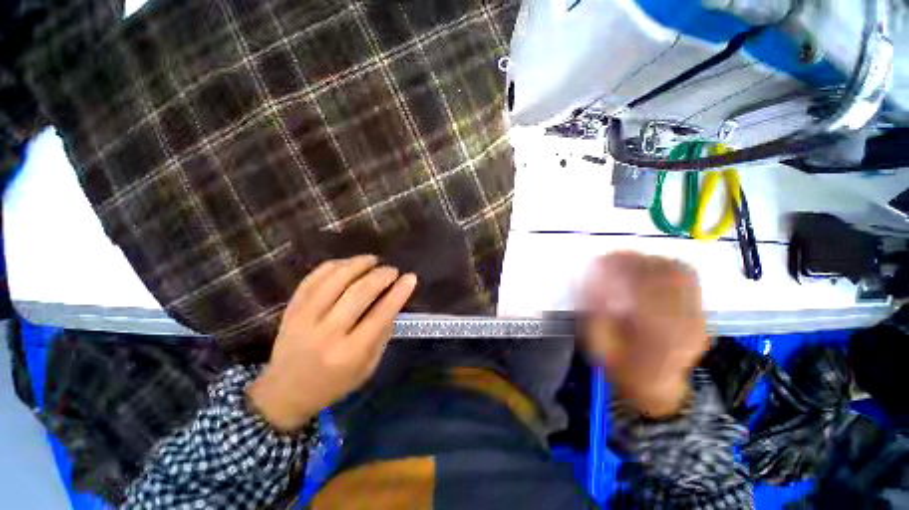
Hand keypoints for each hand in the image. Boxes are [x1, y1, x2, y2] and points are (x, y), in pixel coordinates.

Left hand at [247, 255, 417, 431]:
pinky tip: (348, 264)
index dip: (398, 293)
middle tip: (392, 270)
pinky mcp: (291, 308)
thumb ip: (382, 334)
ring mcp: (304, 318)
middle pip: (359, 293)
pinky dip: (335, 265)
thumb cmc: (334, 383)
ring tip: (373, 260)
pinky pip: (314, 278)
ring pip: (336, 279)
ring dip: (358, 264)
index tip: (410, 277)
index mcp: (350, 353)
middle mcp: (327, 333)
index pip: (380, 315)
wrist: (285, 392)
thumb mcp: (368, 367)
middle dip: (381, 275)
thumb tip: (394, 300)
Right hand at [580, 252, 707, 417]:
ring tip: (629, 262)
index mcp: (655, 330)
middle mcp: (683, 320)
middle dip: (634, 259)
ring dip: (651, 260)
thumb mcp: (599, 343)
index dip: (619, 265)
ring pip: (680, 271)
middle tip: (611, 258)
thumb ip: (594, 309)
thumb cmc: (621, 368)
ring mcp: (697, 316)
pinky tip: (649, 271)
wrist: (656, 390)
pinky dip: (667, 267)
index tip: (599, 260)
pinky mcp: (700, 313)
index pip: (641, 283)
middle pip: (664, 273)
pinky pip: (689, 279)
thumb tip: (591, 277)